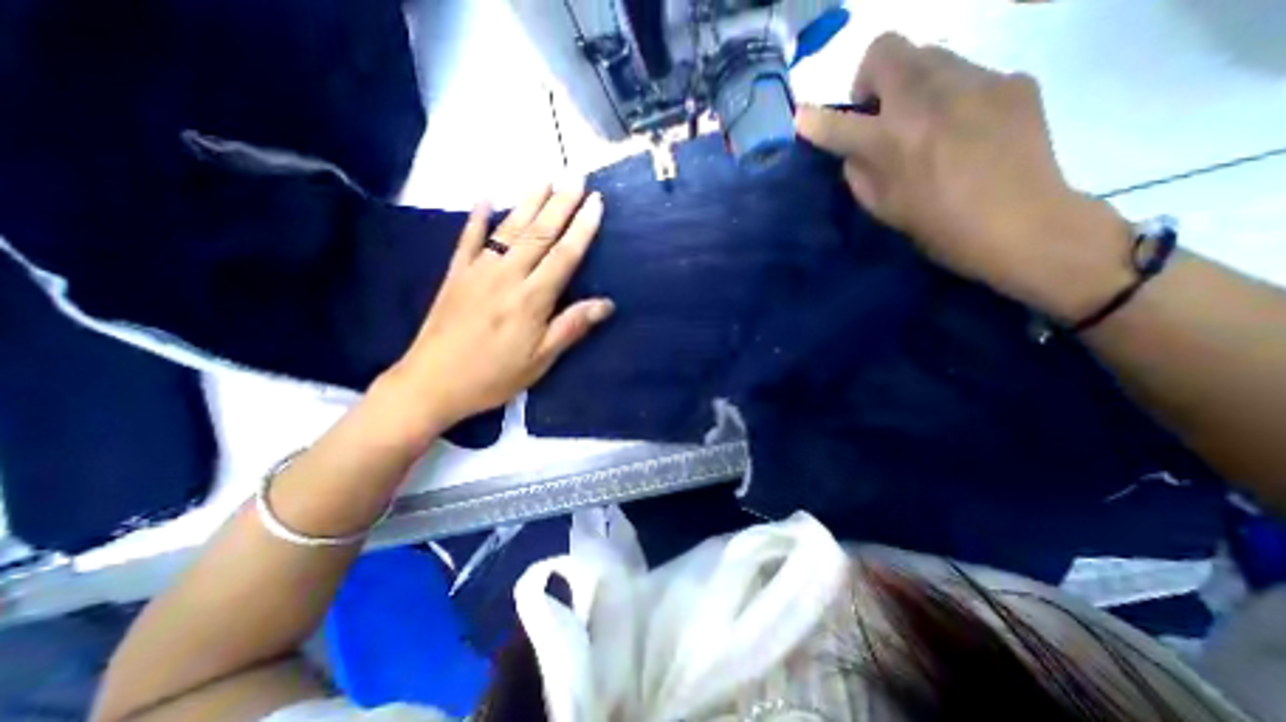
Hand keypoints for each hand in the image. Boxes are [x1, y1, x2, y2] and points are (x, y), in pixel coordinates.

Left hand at [371, 183, 610, 448]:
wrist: (432, 383)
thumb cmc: (494, 376)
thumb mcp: (540, 360)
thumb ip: (571, 327)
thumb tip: (606, 304)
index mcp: (532, 299)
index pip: (564, 255)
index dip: (582, 228)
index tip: (596, 203)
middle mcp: (507, 276)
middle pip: (539, 233)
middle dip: (560, 203)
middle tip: (576, 176)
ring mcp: (478, 271)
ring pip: (509, 229)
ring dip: (528, 201)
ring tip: (544, 178)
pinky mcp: (455, 274)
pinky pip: (468, 239)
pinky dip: (477, 217)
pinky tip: (485, 196)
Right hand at [800, 33, 1127, 320]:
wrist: (1022, 223)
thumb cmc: (938, 226)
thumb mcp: (881, 207)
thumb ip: (859, 171)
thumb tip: (854, 148)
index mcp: (892, 141)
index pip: (838, 123)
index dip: (814, 121)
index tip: (802, 116)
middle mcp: (930, 98)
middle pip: (887, 49)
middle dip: (871, 79)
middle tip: (880, 114)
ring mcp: (977, 81)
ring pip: (930, 55)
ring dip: (913, 84)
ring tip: (927, 121)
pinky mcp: (1013, 80)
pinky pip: (969, 74)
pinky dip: (954, 96)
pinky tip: (967, 128)